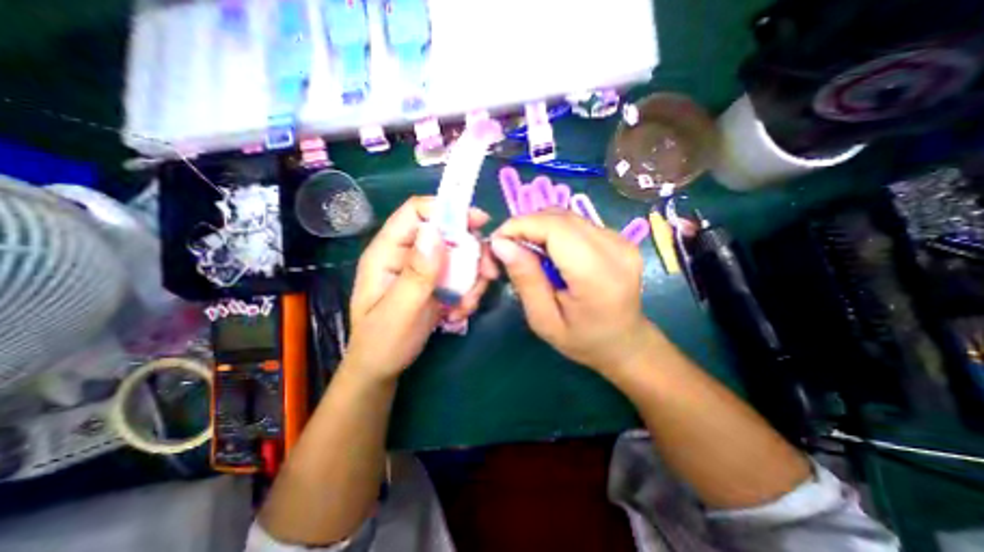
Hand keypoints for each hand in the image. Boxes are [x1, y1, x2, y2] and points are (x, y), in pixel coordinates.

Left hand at [345, 196, 499, 380]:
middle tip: (488, 274)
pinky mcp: (436, 284)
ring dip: (473, 278)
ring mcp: (424, 270)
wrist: (383, 369)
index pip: (415, 213)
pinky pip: (462, 276)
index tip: (479, 221)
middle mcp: (408, 255)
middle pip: (447, 233)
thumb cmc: (382, 343)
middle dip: (472, 252)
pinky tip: (460, 312)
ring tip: (467, 305)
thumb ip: (416, 273)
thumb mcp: (399, 311)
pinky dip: (469, 291)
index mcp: (388, 252)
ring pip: (460, 256)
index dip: (447, 209)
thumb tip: (434, 232)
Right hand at [491, 209, 652, 376]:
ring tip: (525, 251)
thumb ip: (525, 279)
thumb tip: (501, 243)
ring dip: (538, 227)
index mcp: (597, 274)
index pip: (555, 227)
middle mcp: (615, 248)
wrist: (624, 342)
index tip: (497, 242)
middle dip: (525, 225)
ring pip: (566, 216)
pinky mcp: (619, 237)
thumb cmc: (582, 340)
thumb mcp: (544, 320)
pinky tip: (548, 252)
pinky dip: (553, 230)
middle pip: (559, 217)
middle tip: (507, 248)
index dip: (520, 225)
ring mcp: (620, 239)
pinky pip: (576, 223)